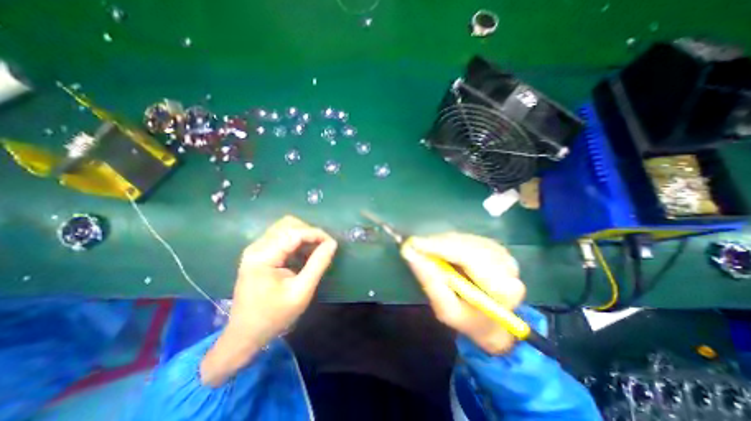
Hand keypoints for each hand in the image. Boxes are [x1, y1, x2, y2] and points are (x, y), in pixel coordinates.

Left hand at [203, 217, 336, 383]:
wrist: (245, 334)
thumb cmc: (274, 316)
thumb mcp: (301, 292)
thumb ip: (318, 265)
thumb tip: (332, 243)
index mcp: (263, 257)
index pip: (294, 232)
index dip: (316, 234)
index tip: (332, 243)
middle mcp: (257, 247)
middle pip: (288, 224)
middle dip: (310, 232)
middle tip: (323, 247)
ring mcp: (256, 249)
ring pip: (285, 227)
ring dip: (304, 235)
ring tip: (315, 250)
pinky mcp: (259, 253)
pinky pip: (282, 237)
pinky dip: (297, 241)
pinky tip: (304, 254)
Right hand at [403, 233, 523, 355]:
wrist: (494, 323)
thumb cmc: (470, 321)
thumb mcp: (446, 310)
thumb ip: (430, 283)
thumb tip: (410, 254)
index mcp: (502, 289)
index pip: (468, 258)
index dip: (438, 247)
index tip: (412, 243)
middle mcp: (507, 266)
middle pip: (465, 244)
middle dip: (436, 244)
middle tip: (414, 245)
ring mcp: (503, 253)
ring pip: (464, 239)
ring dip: (441, 242)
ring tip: (425, 249)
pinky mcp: (495, 247)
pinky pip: (466, 238)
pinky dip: (449, 241)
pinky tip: (440, 249)